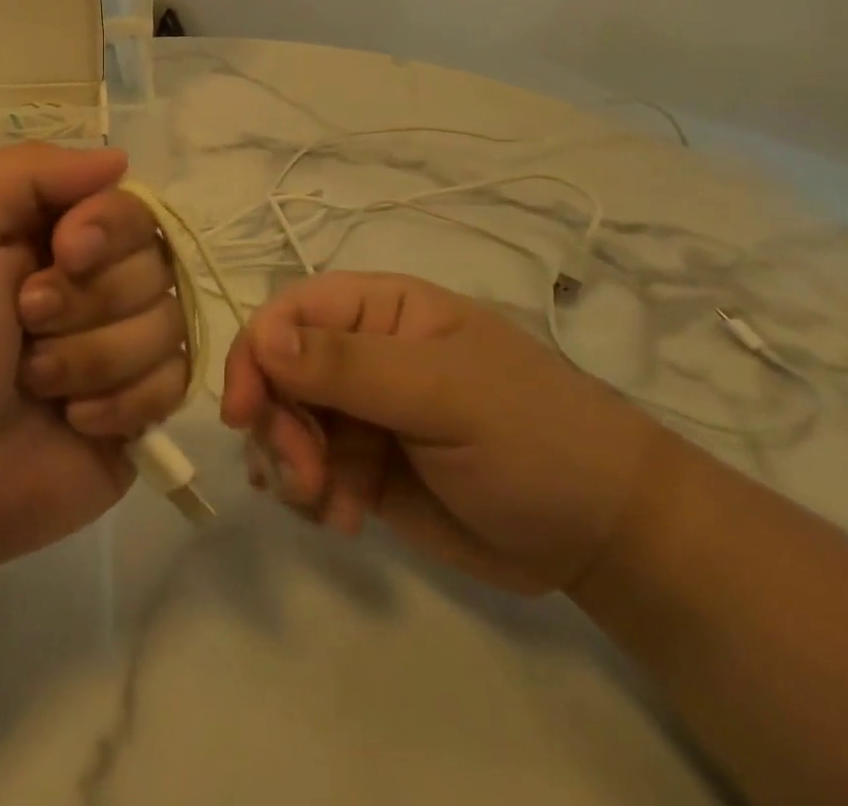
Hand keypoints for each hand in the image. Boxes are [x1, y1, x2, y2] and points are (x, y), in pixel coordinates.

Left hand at [0, 144, 187, 572]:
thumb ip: (25, 172)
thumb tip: (119, 160)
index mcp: (52, 232)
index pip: (127, 202)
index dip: (108, 227)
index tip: (64, 254)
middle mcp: (95, 280)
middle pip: (155, 261)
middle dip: (87, 301)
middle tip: (24, 326)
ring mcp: (122, 344)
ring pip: (167, 323)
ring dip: (93, 358)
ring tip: (34, 383)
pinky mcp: (139, 407)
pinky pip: (176, 382)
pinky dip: (121, 403)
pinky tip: (73, 422)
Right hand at [221, 272, 661, 593]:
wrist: (604, 536)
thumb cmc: (533, 436)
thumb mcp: (444, 393)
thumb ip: (350, 365)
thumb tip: (262, 337)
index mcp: (379, 311)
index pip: (290, 313)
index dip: (255, 353)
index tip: (243, 413)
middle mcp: (359, 354)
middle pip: (277, 373)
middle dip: (277, 424)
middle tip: (305, 477)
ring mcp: (360, 413)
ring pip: (284, 425)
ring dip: (290, 465)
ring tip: (330, 505)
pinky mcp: (364, 468)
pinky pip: (307, 473)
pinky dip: (310, 497)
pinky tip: (346, 520)